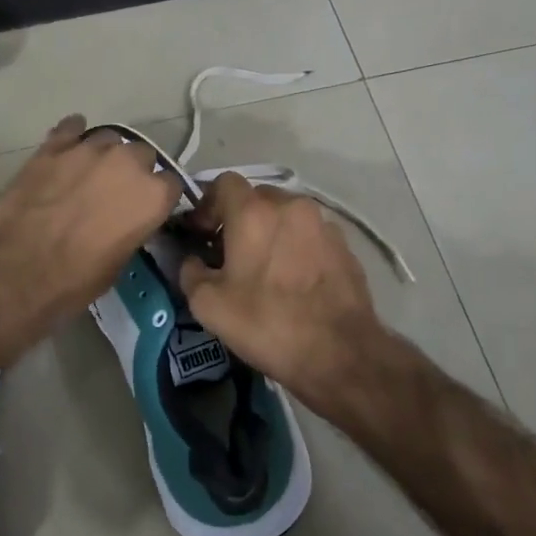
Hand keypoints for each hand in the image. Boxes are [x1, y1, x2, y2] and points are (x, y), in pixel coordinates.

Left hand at [0, 116, 181, 342]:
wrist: (15, 269)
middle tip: (115, 193)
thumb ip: (130, 230)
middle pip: (142, 154)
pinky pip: (71, 128)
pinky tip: (66, 148)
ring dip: (104, 155)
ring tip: (88, 174)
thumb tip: (124, 222)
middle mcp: (128, 163)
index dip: (158, 197)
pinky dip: (72, 136)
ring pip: (108, 139)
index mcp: (152, 196)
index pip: (171, 184)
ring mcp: (89, 149)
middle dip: (133, 171)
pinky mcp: (53, 146)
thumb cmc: (74, 280)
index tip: (146, 209)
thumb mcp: (118, 264)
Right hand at [179, 173, 387, 404]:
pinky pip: (310, 235)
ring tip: (265, 267)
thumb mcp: (208, 305)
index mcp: (254, 212)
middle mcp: (291, 206)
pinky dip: (296, 246)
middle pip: (257, 197)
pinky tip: (294, 280)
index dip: (207, 204)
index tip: (202, 233)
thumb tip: (195, 261)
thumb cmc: (267, 323)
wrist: (340, 353)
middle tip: (230, 252)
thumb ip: (191, 272)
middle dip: (239, 217)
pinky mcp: (345, 246)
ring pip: (287, 215)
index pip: (224, 183)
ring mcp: (323, 224)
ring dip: (270, 231)